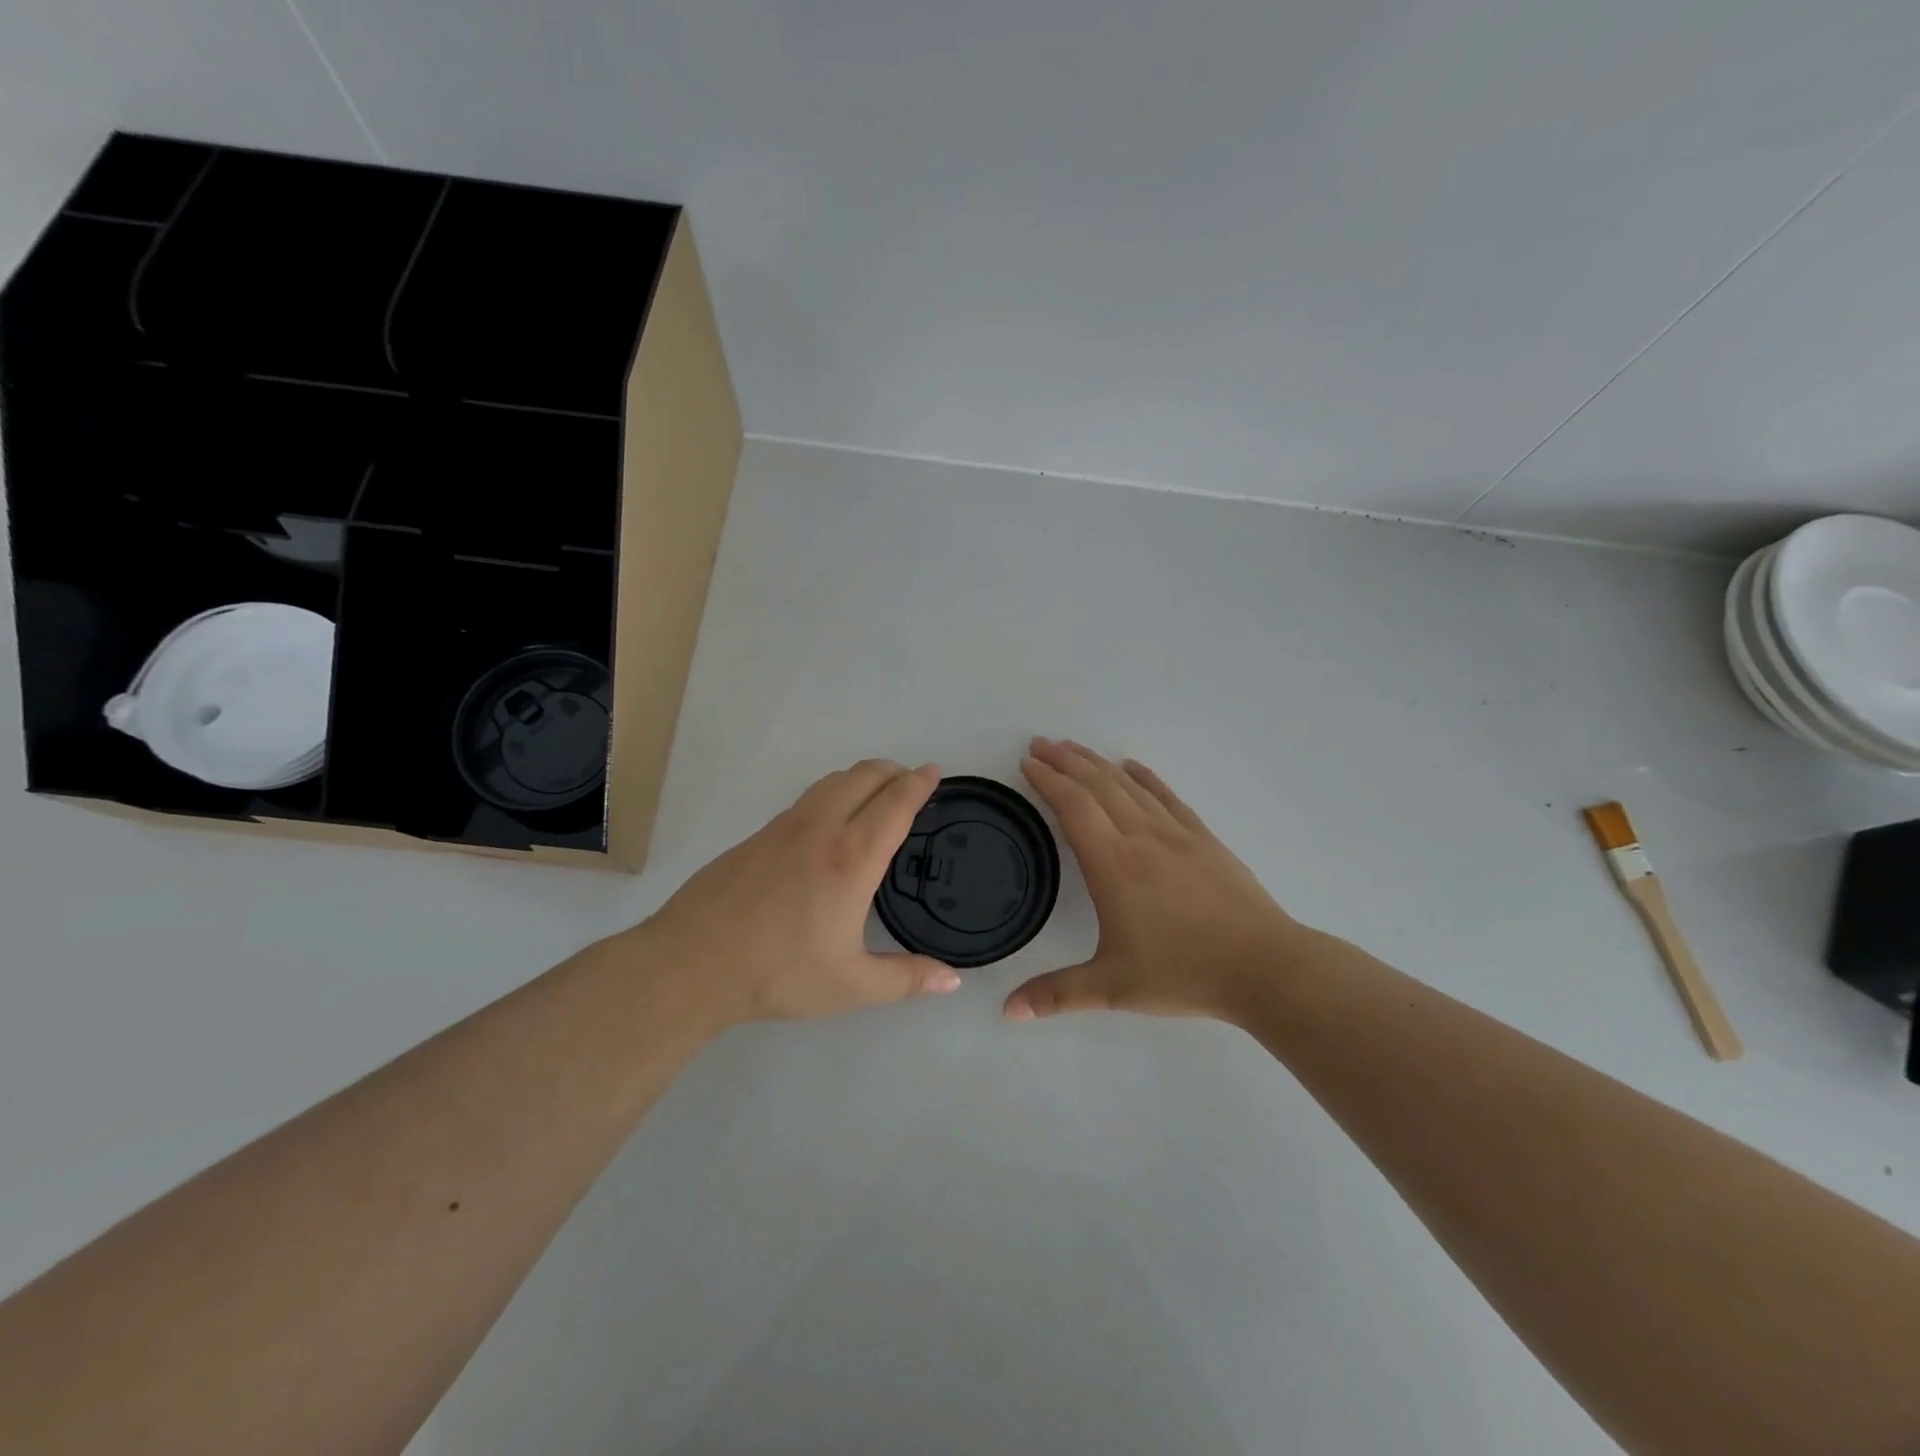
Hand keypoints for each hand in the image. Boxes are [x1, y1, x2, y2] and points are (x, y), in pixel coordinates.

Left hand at [632, 760, 961, 1024]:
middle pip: (864, 776)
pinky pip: (807, 799)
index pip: (895, 803)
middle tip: (911, 783)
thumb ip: (907, 979)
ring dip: (862, 777)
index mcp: (852, 858)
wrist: (692, 963)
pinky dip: (832, 793)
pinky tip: (829, 823)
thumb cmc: (779, 972)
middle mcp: (822, 828)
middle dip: (893, 771)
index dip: (919, 783)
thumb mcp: (851, 985)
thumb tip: (954, 980)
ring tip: (875, 795)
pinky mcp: (758, 835)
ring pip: (832, 781)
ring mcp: (784, 826)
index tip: (934, 772)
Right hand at [1004, 739, 1302, 1023]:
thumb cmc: (1183, 972)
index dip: (1047, 780)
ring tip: (1073, 747)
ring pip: (1128, 785)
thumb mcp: (1113, 987)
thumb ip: (1057, 994)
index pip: (1073, 807)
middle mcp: (1141, 837)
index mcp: (1113, 864)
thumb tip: (1008, 1011)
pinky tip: (1132, 766)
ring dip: (1097, 762)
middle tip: (1039, 743)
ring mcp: (1176, 833)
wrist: (1263, 965)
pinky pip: (1166, 796)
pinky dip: (1144, 777)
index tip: (1026, 762)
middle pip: (1097, 784)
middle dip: (1065, 760)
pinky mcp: (1203, 838)